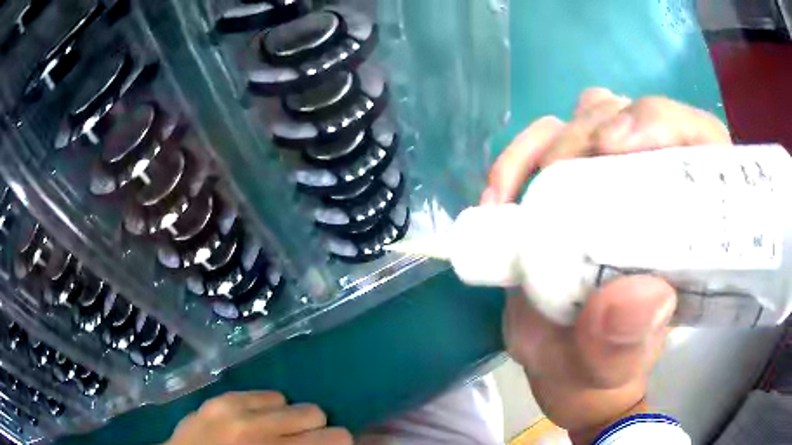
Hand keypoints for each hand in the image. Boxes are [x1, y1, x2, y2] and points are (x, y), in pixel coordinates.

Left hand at [166, 392, 352, 444]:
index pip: (334, 438)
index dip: (338, 442)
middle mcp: (259, 430)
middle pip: (313, 411)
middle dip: (314, 429)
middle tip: (300, 441)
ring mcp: (234, 411)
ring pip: (287, 400)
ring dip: (286, 418)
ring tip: (273, 432)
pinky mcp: (217, 400)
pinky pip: (259, 394)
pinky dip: (265, 408)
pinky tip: (255, 421)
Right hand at [483, 89, 730, 441]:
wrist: (566, 366)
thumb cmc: (600, 369)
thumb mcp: (609, 369)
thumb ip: (623, 346)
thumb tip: (641, 297)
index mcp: (692, 226)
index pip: (699, 141)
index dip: (664, 122)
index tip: (615, 147)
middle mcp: (658, 185)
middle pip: (635, 115)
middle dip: (591, 134)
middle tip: (551, 181)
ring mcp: (613, 175)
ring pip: (591, 115)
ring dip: (552, 142)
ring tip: (517, 194)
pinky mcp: (572, 180)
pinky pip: (546, 139)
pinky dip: (520, 156)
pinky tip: (501, 195)